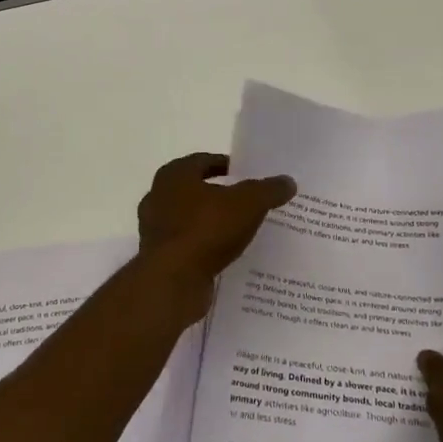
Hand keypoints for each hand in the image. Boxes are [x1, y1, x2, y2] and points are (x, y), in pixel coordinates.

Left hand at [136, 154, 294, 305]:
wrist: (173, 280)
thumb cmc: (206, 229)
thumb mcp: (247, 204)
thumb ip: (267, 190)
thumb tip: (287, 181)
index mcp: (174, 175)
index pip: (203, 161)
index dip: (226, 165)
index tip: (248, 174)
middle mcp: (158, 197)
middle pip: (196, 190)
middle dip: (221, 195)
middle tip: (249, 202)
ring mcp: (155, 229)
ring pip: (191, 219)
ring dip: (212, 222)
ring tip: (241, 230)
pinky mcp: (160, 257)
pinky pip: (188, 245)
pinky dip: (205, 246)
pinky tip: (226, 254)